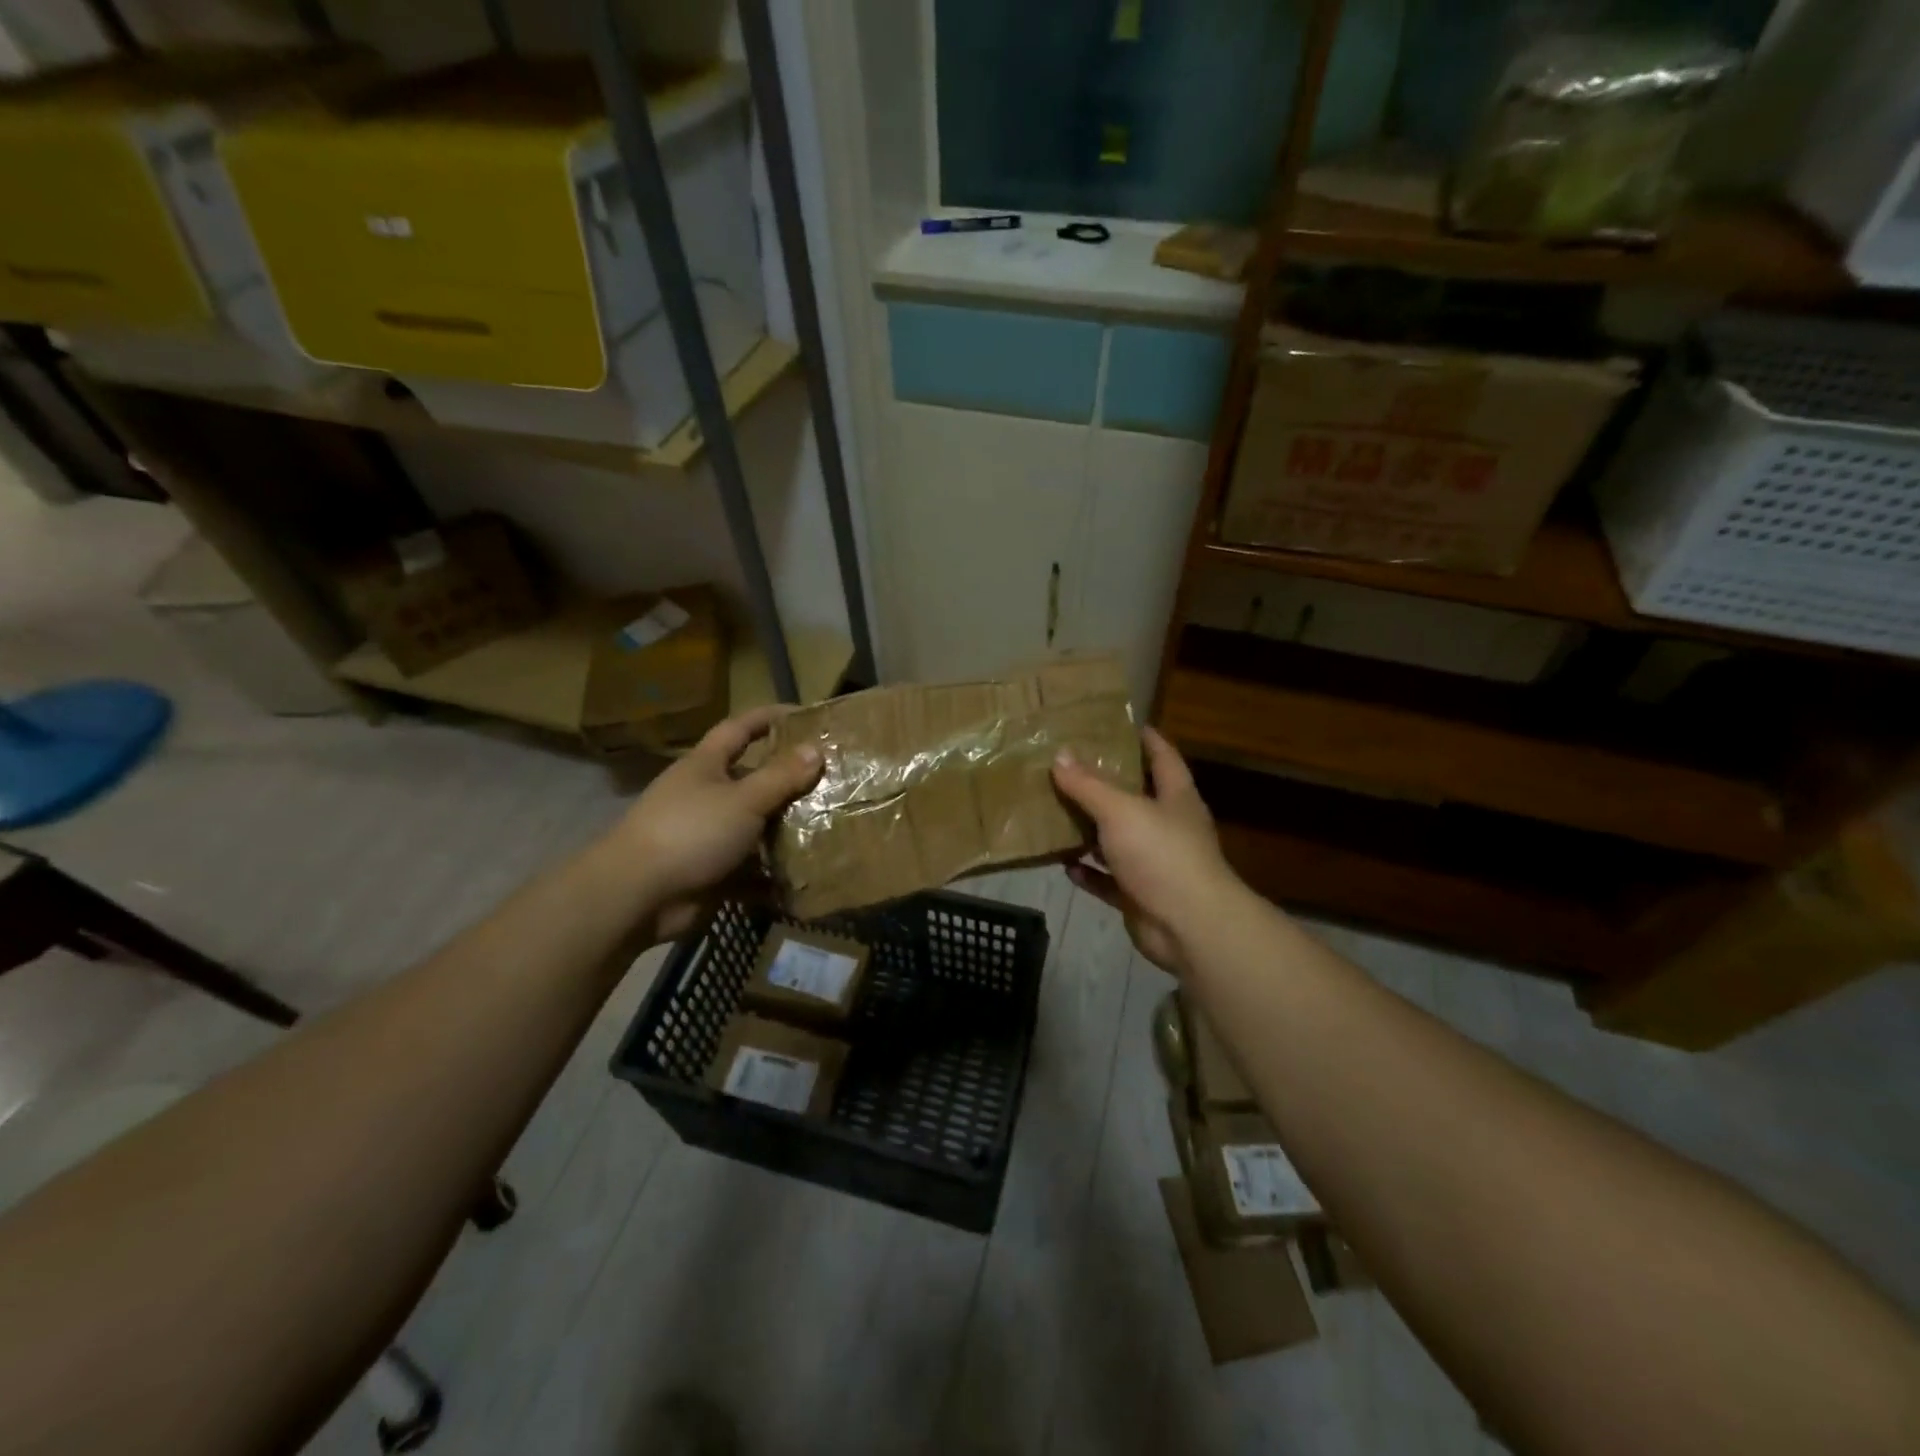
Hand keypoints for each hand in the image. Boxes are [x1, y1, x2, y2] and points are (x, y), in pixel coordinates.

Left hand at [612, 705, 821, 942]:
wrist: (637, 895)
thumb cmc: (690, 832)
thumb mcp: (743, 799)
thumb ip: (780, 776)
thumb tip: (815, 749)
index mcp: (705, 765)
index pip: (739, 729)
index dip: (768, 717)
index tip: (803, 715)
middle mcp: (705, 795)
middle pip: (751, 779)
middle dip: (787, 780)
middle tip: (830, 780)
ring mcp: (706, 835)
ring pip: (754, 826)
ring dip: (784, 829)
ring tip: (828, 827)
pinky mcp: (710, 872)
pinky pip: (749, 868)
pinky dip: (772, 873)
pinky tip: (804, 874)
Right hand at [1051, 727, 1241, 975]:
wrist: (1188, 927)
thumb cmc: (1161, 855)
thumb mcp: (1121, 811)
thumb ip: (1089, 785)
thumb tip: (1060, 755)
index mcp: (1175, 797)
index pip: (1163, 756)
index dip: (1144, 738)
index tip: (1116, 723)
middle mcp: (1168, 826)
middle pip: (1136, 796)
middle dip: (1105, 783)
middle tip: (1068, 765)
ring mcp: (1155, 863)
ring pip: (1118, 839)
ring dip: (1091, 829)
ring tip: (1055, 810)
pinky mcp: (1140, 895)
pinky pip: (1108, 879)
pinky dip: (1089, 872)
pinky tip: (1064, 864)